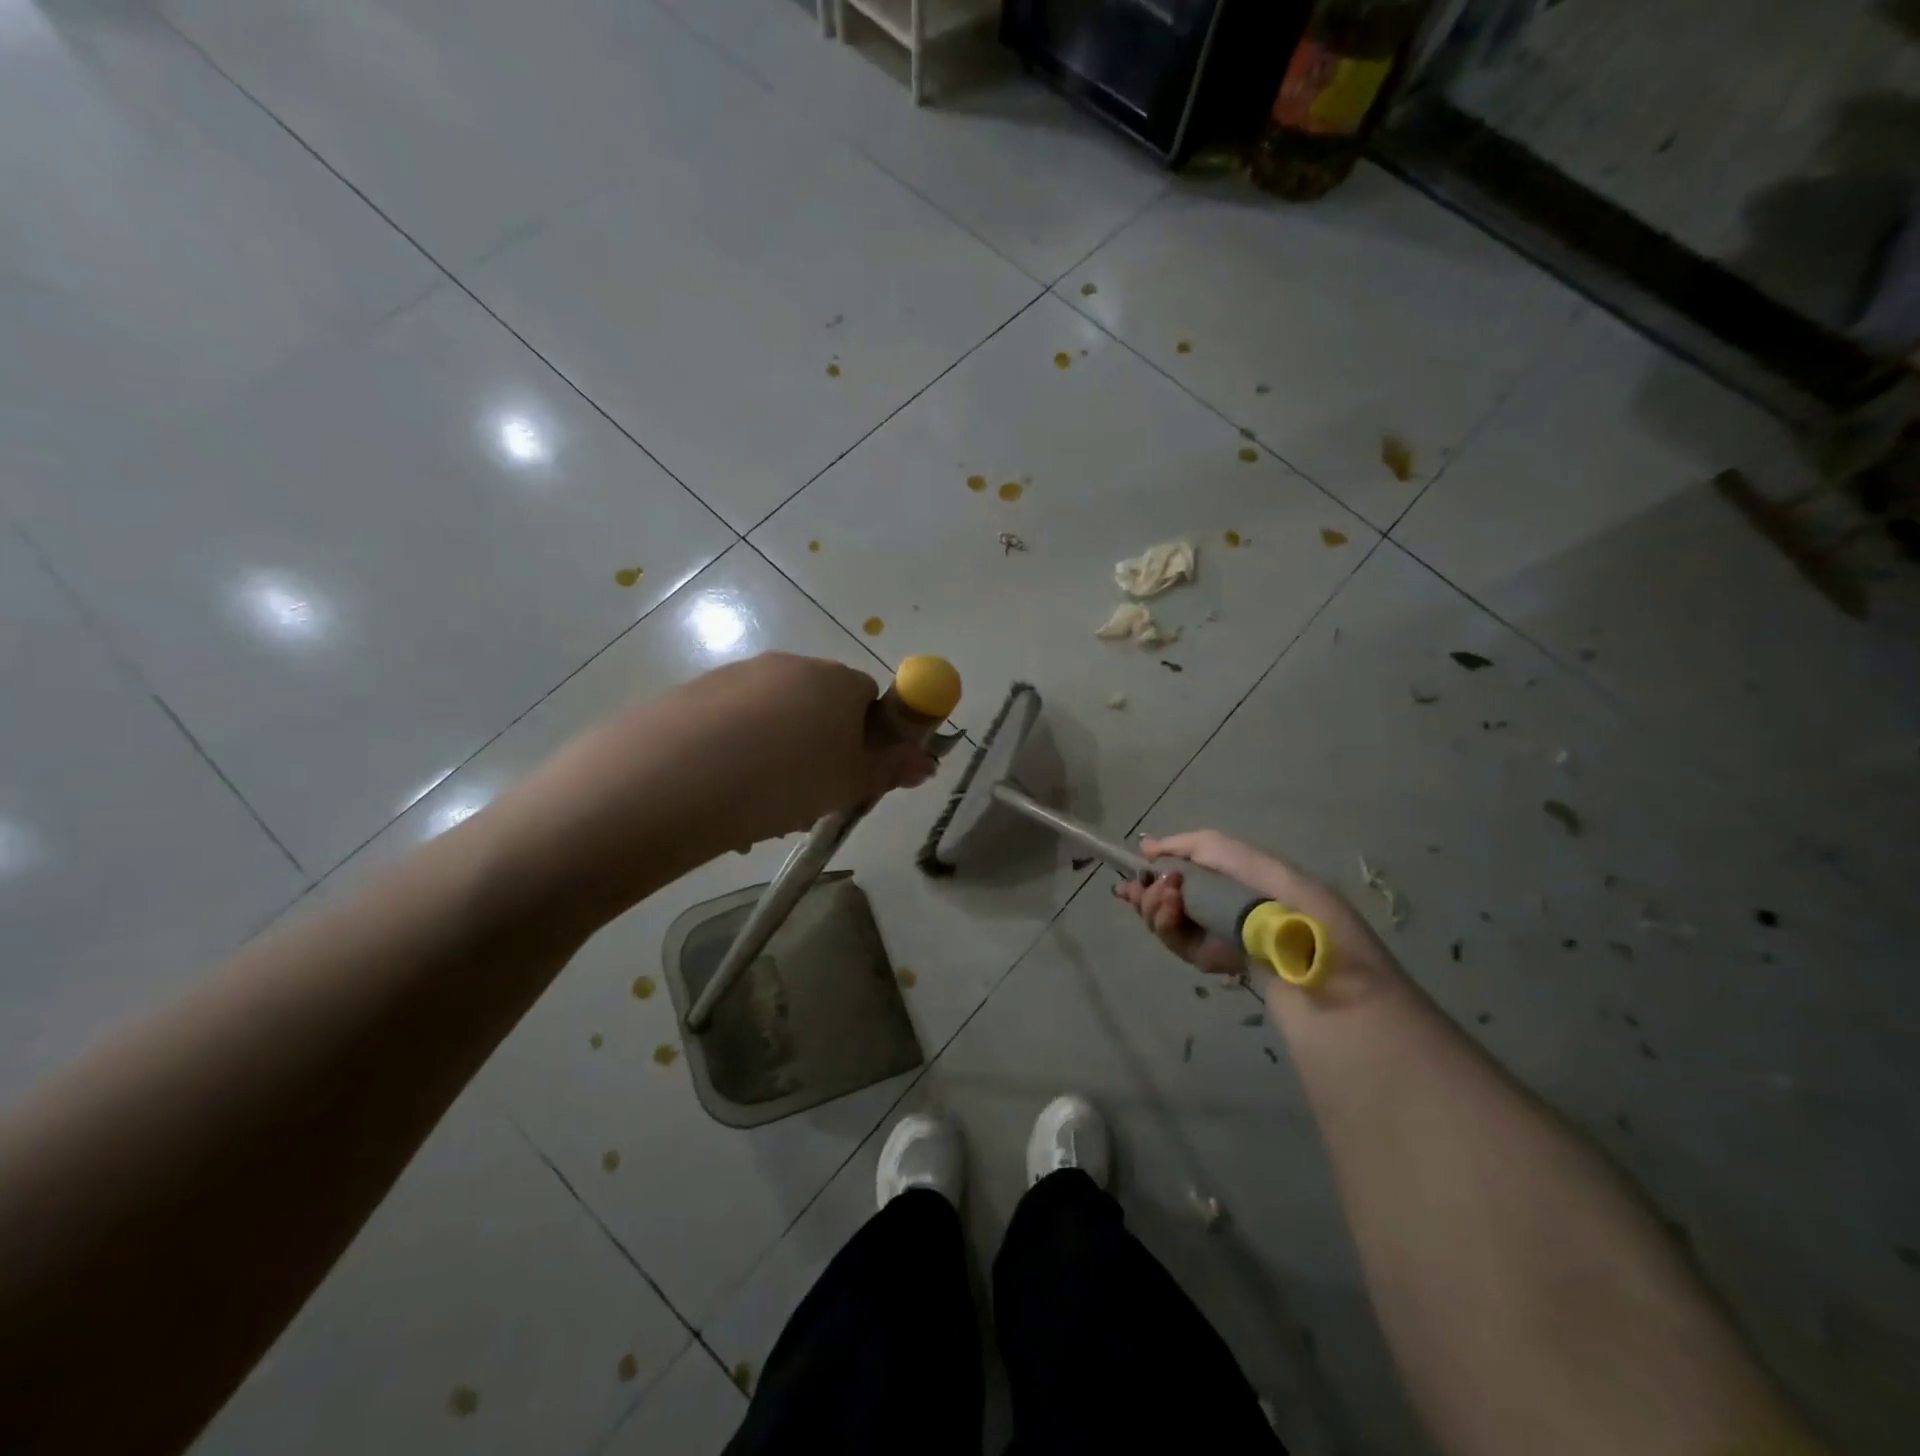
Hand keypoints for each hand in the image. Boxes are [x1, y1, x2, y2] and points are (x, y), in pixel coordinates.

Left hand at [485, 653, 935, 924]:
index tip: (851, 778)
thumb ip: (893, 769)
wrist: (669, 781)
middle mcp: (785, 667)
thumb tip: (928, 761)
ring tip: (757, 813)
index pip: (869, 699)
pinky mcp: (688, 698)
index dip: (866, 741)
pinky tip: (720, 801)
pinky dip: (735, 759)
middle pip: (819, 708)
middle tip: (808, 801)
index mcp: (832, 679)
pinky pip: (730, 729)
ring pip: (772, 724)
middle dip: (820, 753)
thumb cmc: (783, 780)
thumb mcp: (850, 783)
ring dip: (777, 762)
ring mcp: (732, 679)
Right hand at [1117, 830, 1387, 983]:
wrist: (1339, 998)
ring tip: (1163, 904)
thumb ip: (1208, 849)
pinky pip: (1187, 948)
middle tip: (1138, 891)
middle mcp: (1240, 904)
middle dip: (1156, 888)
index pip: (1202, 861)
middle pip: (1184, 891)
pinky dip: (1172, 934)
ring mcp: (1232, 939)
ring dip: (1160, 910)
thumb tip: (1152, 847)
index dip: (1168, 859)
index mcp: (1254, 876)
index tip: (1138, 862)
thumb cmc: (1303, 920)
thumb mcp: (1262, 869)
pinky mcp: (1225, 968)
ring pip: (1179, 920)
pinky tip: (1170, 922)